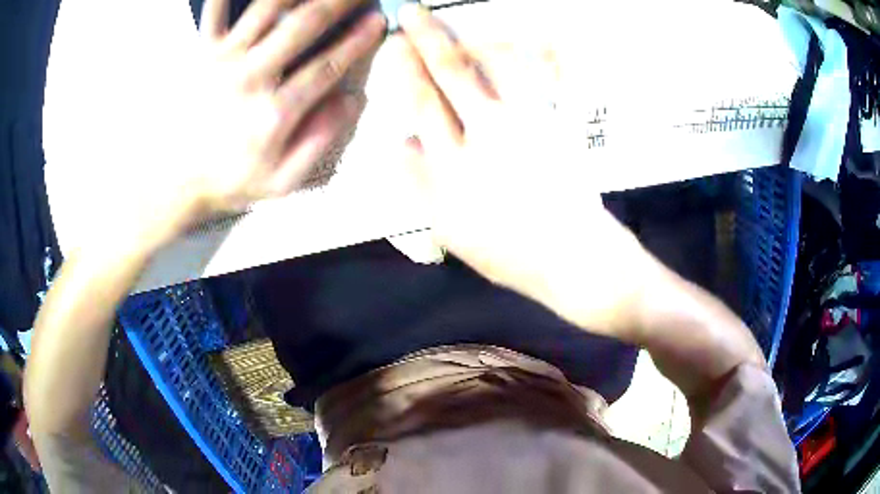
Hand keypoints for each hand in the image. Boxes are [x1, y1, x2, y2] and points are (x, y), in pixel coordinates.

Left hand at [131, 0, 384, 247]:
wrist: (172, 182)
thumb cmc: (225, 180)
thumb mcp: (280, 182)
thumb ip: (318, 142)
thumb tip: (351, 101)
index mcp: (273, 112)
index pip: (327, 65)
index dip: (357, 40)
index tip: (376, 22)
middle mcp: (249, 77)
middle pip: (304, 24)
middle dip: (338, 2)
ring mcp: (222, 60)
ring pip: (267, 8)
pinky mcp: (201, 52)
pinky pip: (214, 10)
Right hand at [392, 4, 657, 334]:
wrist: (574, 259)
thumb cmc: (509, 254)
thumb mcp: (449, 230)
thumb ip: (419, 184)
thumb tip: (399, 140)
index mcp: (454, 167)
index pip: (420, 104)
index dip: (403, 70)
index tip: (393, 47)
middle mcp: (487, 135)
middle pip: (450, 74)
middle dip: (426, 38)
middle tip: (410, 14)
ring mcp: (528, 125)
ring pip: (497, 64)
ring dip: (476, 38)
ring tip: (459, 27)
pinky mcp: (559, 124)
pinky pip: (549, 79)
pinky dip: (541, 53)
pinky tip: (534, 36)